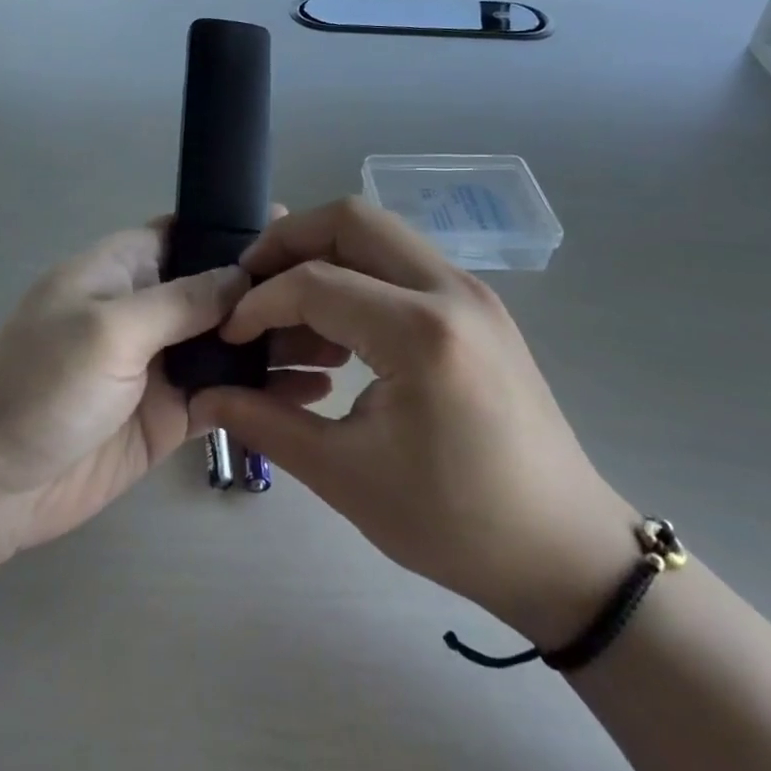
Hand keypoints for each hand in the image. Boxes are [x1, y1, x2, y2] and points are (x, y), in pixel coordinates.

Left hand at [0, 222, 337, 567]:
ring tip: (341, 346)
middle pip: (218, 290)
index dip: (238, 233)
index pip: (188, 234)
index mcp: (122, 269)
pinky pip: (225, 393)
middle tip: (343, 299)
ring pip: (229, 342)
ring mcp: (159, 364)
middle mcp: (145, 309)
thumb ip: (180, 301)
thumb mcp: (108, 328)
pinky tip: (312, 392)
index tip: (302, 237)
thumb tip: (242, 276)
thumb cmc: (37, 385)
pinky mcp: (169, 414)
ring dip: (276, 342)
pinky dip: (263, 390)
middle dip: (272, 293)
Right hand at [191, 198, 640, 647]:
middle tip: (250, 283)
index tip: (230, 336)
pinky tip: (336, 329)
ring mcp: (471, 291)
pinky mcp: (477, 305)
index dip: (258, 302)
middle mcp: (450, 290)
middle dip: (288, 241)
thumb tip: (205, 394)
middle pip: (351, 219)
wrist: (565, 551)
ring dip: (324, 254)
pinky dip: (357, 273)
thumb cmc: (455, 523)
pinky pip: (402, 261)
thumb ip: (265, 422)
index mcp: (420, 333)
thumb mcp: (346, 477)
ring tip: (288, 309)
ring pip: (379, 232)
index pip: (314, 282)